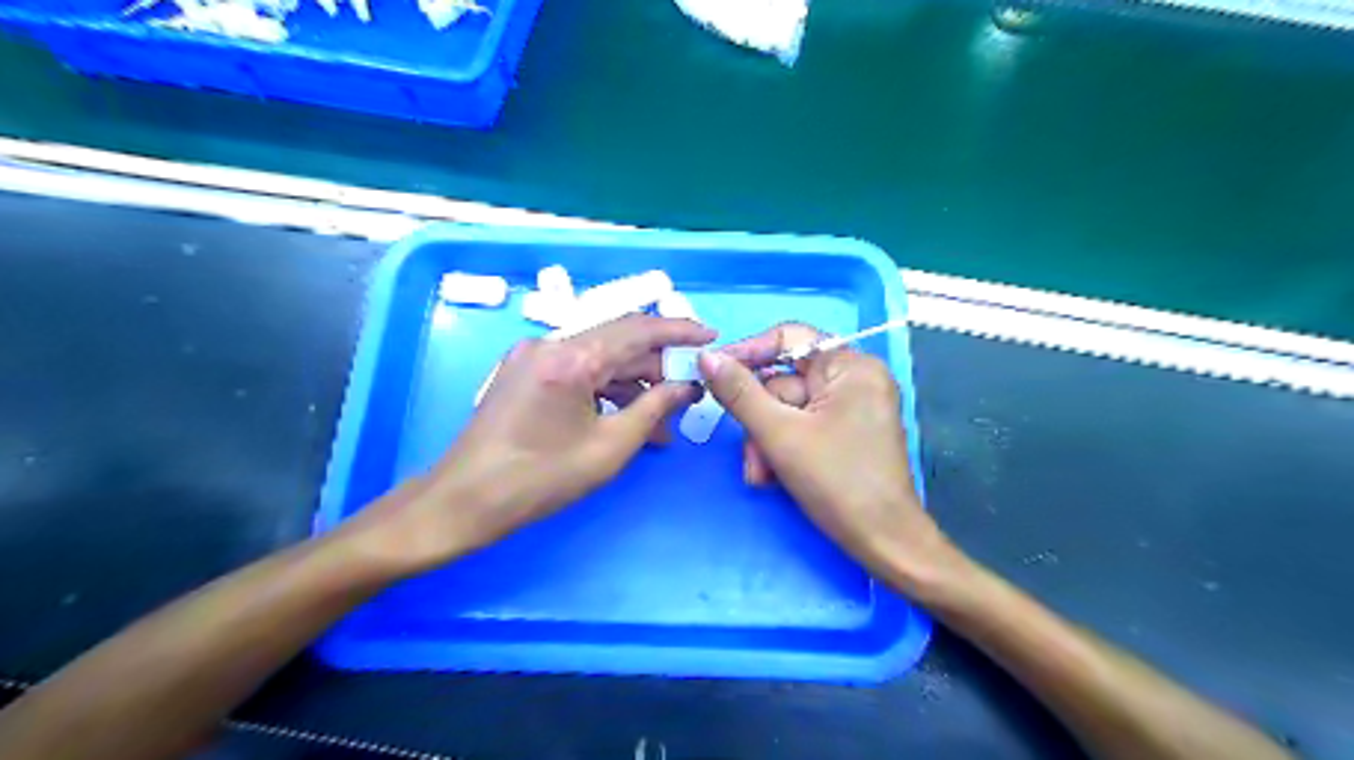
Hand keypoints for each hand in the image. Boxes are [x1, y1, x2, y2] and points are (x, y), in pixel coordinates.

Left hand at [348, 312, 712, 571]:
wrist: (464, 501)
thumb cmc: (540, 479)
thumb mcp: (609, 447)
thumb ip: (654, 408)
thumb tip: (687, 387)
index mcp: (571, 356)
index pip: (638, 329)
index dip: (679, 331)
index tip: (710, 337)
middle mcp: (550, 343)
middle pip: (619, 341)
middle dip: (659, 364)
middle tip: (690, 389)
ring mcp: (533, 355)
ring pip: (599, 358)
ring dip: (634, 383)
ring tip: (663, 419)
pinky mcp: (524, 372)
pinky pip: (577, 370)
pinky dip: (606, 389)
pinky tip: (627, 418)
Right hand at [702, 325, 954, 589]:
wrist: (884, 543)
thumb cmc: (837, 483)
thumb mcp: (779, 435)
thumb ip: (740, 393)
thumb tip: (707, 358)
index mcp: (851, 367)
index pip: (789, 338)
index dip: (748, 352)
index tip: (713, 372)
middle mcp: (855, 379)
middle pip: (784, 382)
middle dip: (760, 422)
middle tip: (750, 455)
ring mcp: (852, 407)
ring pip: (788, 410)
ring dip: (767, 442)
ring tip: (762, 476)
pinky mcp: (847, 432)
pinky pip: (802, 427)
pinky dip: (783, 449)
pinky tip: (775, 477)